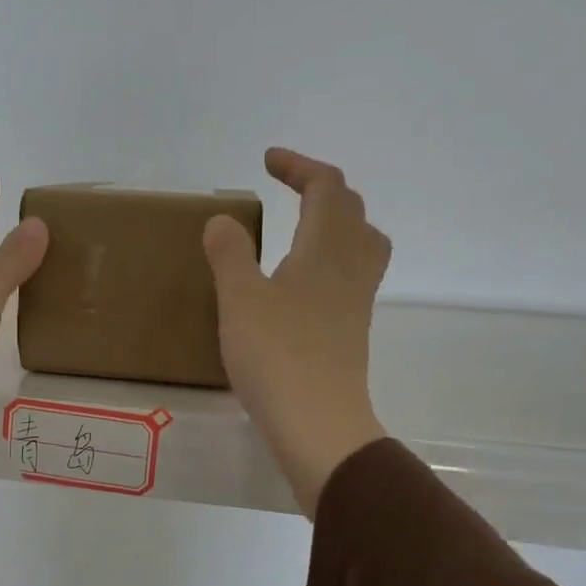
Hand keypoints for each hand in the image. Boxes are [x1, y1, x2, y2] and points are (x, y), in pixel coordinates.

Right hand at [204, 148, 391, 516]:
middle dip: (320, 188)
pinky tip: (301, 283)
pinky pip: (351, 276)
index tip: (267, 160)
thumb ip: (230, 254)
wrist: (319, 425)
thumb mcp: (240, 299)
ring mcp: (356, 302)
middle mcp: (351, 267)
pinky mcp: (351, 331)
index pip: (326, 186)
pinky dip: (331, 260)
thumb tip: (223, 220)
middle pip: (352, 210)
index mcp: (326, 249)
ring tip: (303, 228)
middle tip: (287, 187)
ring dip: (336, 222)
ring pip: (362, 243)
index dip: (299, 165)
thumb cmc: (277, 356)